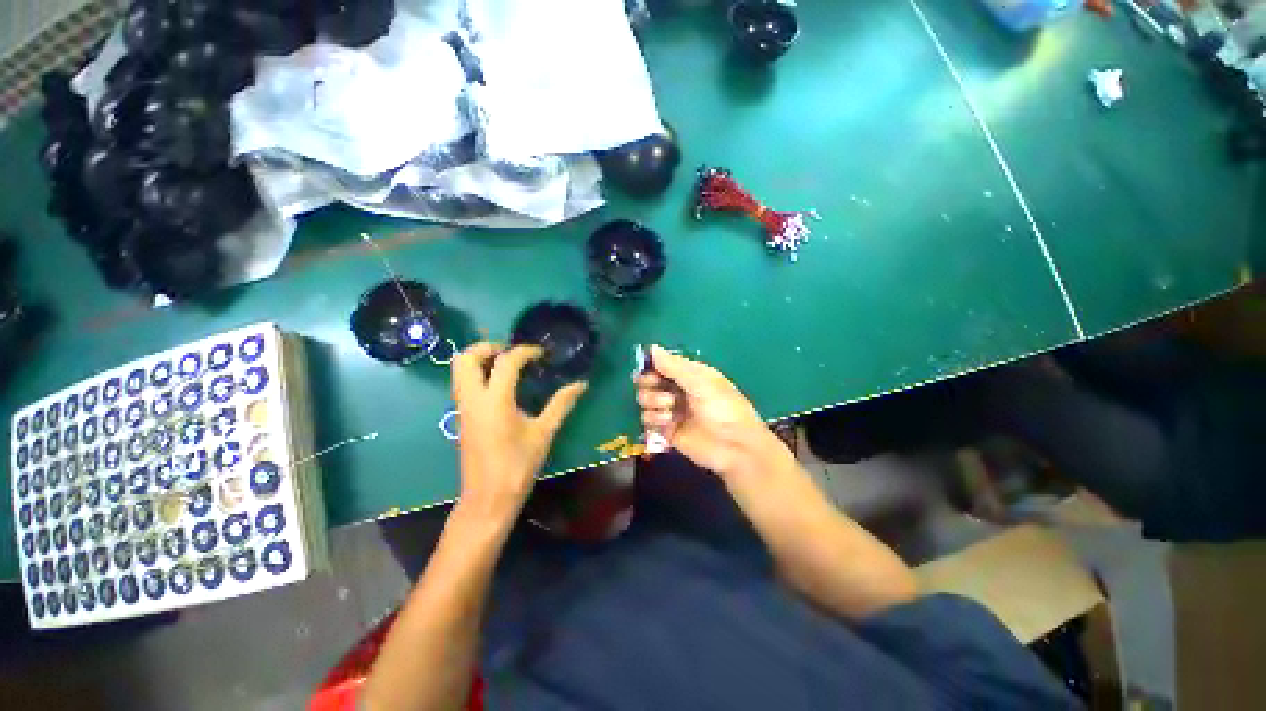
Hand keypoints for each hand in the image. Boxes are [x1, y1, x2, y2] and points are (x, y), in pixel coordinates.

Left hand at [452, 342, 586, 522]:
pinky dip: (477, 374)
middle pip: (465, 358)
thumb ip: (561, 404)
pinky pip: (462, 384)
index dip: (524, 352)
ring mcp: (462, 408)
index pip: (506, 362)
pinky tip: (500, 386)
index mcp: (495, 401)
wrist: (488, 499)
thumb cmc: (518, 465)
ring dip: (479, 359)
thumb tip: (580, 384)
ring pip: (458, 371)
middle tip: (511, 352)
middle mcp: (473, 399)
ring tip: (505, 365)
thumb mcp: (544, 433)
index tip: (541, 354)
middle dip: (487, 347)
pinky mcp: (461, 417)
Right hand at [635, 345, 785, 479]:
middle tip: (658, 388)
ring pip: (644, 399)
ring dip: (653, 402)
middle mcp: (676, 389)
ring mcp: (670, 410)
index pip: (660, 364)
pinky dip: (653, 419)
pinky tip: (668, 423)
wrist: (735, 447)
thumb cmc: (722, 408)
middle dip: (649, 383)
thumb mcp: (700, 382)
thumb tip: (651, 347)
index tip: (650, 370)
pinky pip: (647, 420)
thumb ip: (673, 366)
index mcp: (687, 374)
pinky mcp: (665, 430)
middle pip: (647, 380)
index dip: (651, 365)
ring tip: (670, 410)